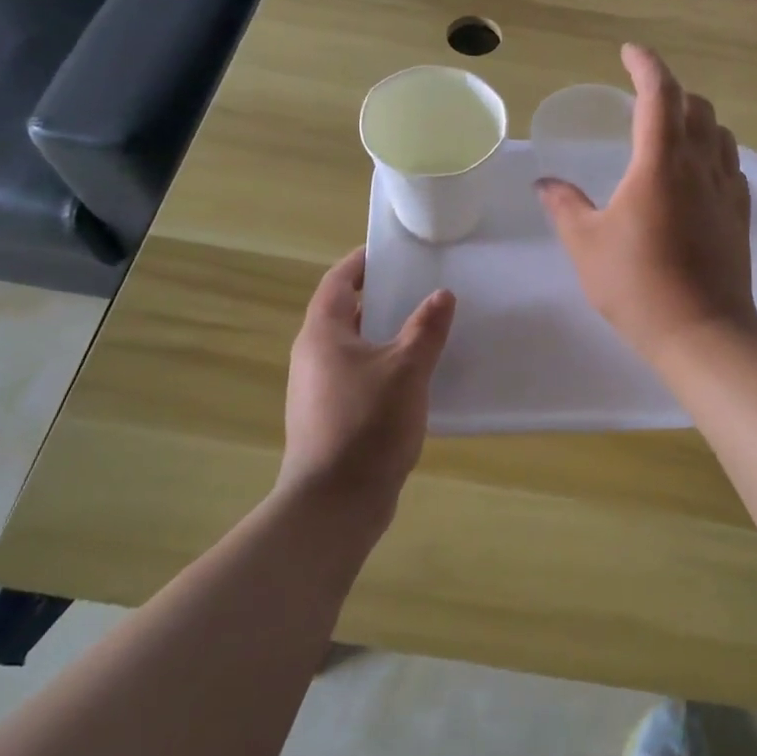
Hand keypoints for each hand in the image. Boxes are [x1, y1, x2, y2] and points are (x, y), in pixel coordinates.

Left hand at [281, 249, 454, 519]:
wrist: (334, 504)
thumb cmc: (367, 425)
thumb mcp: (406, 370)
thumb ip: (426, 329)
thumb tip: (442, 294)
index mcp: (322, 334)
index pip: (338, 281)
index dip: (362, 262)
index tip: (393, 251)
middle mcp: (314, 356)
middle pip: (346, 312)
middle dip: (381, 296)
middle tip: (421, 285)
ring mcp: (320, 389)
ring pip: (355, 346)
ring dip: (386, 333)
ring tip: (427, 326)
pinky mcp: (332, 416)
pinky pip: (359, 375)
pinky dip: (385, 364)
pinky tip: (416, 375)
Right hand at [537, 44, 756, 364]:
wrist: (703, 332)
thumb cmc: (637, 286)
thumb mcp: (587, 246)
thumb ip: (565, 207)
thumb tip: (545, 184)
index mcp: (660, 163)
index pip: (659, 94)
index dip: (645, 65)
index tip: (629, 52)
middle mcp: (700, 165)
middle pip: (695, 106)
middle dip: (671, 91)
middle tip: (645, 98)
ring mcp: (726, 189)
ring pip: (720, 133)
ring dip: (696, 118)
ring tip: (673, 130)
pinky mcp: (740, 214)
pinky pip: (731, 164)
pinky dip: (714, 151)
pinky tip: (699, 172)